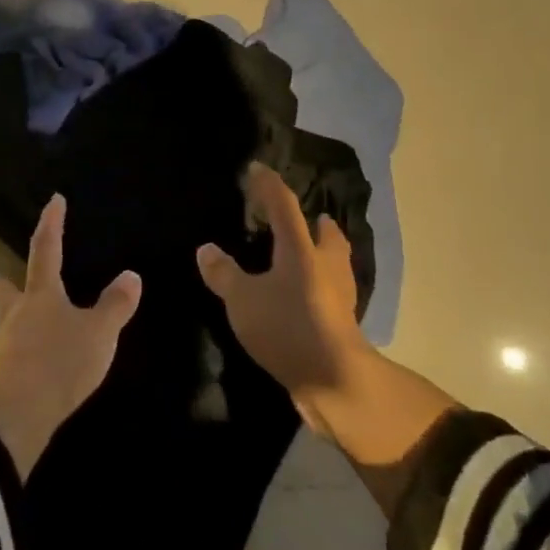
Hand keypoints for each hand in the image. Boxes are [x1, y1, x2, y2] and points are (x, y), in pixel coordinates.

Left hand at [0, 195, 141, 477]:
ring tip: (10, 316)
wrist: (16, 416)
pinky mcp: (0, 377)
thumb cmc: (60, 362)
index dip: (51, 224)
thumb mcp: (99, 333)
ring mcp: (4, 346)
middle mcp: (17, 314)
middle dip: (1, 282)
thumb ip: (115, 306)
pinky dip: (15, 349)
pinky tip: (22, 358)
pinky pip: (7, 353)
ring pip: (0, 322)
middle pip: (4, 291)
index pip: (46, 249)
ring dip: (4, 315)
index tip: (53, 200)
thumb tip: (131, 275)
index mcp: (41, 295)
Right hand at [201, 162, 457, 516]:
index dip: (269, 185)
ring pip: (335, 262)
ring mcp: (339, 294)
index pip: (284, 205)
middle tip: (310, 217)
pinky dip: (323, 284)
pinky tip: (311, 295)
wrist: (335, 380)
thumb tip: (206, 249)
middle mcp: (325, 264)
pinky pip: (333, 290)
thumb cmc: (288, 327)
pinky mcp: (343, 322)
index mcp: (301, 249)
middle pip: (326, 234)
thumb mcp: (243, 300)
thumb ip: (224, 273)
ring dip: (326, 252)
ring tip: (312, 253)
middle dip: (317, 223)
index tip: (258, 168)